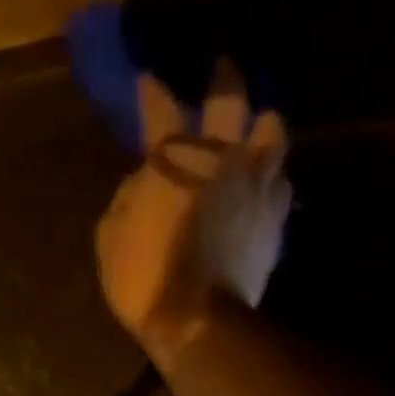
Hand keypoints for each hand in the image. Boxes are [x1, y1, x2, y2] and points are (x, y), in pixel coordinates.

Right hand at [94, 60, 290, 367]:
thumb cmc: (146, 281)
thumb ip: (125, 200)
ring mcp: (256, 187)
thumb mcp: (112, 240)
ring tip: (258, 130)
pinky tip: (266, 183)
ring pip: (274, 132)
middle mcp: (222, 158)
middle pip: (232, 99)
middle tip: (223, 71)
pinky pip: (282, 182)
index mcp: (175, 160)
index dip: (153, 94)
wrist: (199, 324)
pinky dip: (273, 176)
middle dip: (225, 79)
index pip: (161, 110)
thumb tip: (140, 181)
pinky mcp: (275, 220)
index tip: (148, 83)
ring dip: (263, 125)